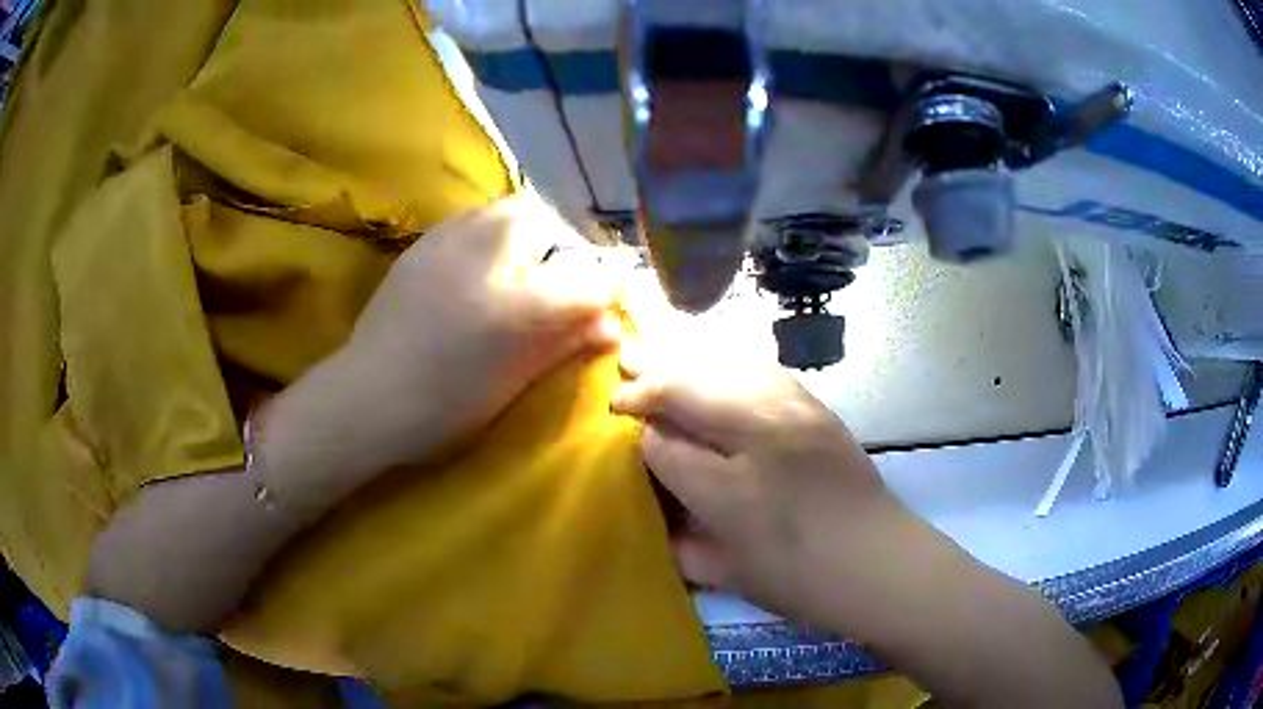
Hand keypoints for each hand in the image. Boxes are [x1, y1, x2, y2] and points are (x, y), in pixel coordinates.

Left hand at [332, 194, 621, 469]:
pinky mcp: (424, 240)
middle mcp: (491, 253)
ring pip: (509, 212)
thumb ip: (567, 342)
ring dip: (525, 236)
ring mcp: (452, 239)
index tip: (592, 315)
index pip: (587, 278)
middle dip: (560, 250)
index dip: (598, 295)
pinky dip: (489, 235)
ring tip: (514, 273)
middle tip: (550, 286)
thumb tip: (612, 326)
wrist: (370, 396)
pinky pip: (473, 219)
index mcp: (520, 302)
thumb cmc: (447, 403)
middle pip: (547, 224)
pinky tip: (477, 268)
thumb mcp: (516, 380)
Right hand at [613, 353, 1121, 708]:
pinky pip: (760, 367)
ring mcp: (794, 411)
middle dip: (651, 375)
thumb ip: (679, 530)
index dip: (642, 428)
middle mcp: (760, 434)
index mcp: (731, 486)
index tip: (625, 423)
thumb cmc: (799, 580)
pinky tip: (714, 362)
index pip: (665, 438)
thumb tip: (653, 475)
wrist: (879, 563)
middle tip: (625, 364)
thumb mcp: (725, 570)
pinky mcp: (817, 405)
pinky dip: (727, 359)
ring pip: (725, 363)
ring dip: (686, 355)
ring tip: (657, 351)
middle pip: (690, 384)